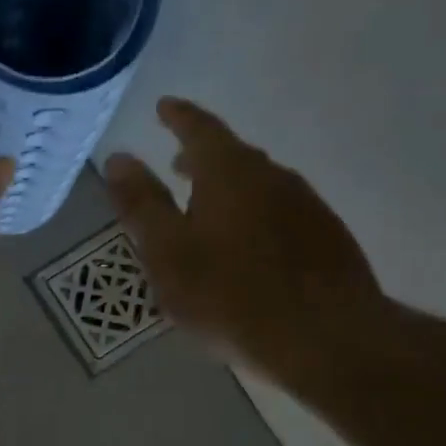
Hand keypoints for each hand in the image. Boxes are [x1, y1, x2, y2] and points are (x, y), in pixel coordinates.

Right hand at [104, 98, 384, 380]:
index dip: (178, 117)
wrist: (326, 338)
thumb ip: (141, 204)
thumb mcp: (168, 252)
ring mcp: (306, 206)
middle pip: (232, 156)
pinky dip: (254, 215)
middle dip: (201, 157)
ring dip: (229, 188)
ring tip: (206, 208)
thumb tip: (119, 157)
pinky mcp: (327, 238)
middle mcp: (273, 176)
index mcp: (230, 172)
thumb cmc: (230, 295)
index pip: (200, 128)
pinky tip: (246, 247)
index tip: (163, 106)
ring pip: (259, 185)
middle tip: (177, 165)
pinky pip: (279, 212)